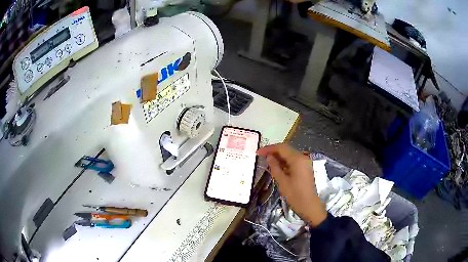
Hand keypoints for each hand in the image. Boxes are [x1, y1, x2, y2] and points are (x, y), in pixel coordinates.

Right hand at [257, 143, 326, 226]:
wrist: (310, 206)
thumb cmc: (295, 195)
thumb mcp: (282, 181)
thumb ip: (275, 167)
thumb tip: (269, 157)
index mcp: (298, 159)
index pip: (281, 148)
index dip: (269, 148)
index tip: (258, 152)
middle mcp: (303, 158)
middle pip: (286, 150)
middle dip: (273, 152)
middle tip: (261, 157)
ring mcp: (305, 163)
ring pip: (290, 155)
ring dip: (278, 157)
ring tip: (266, 162)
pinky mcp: (305, 169)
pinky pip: (293, 161)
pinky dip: (284, 163)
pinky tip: (276, 167)